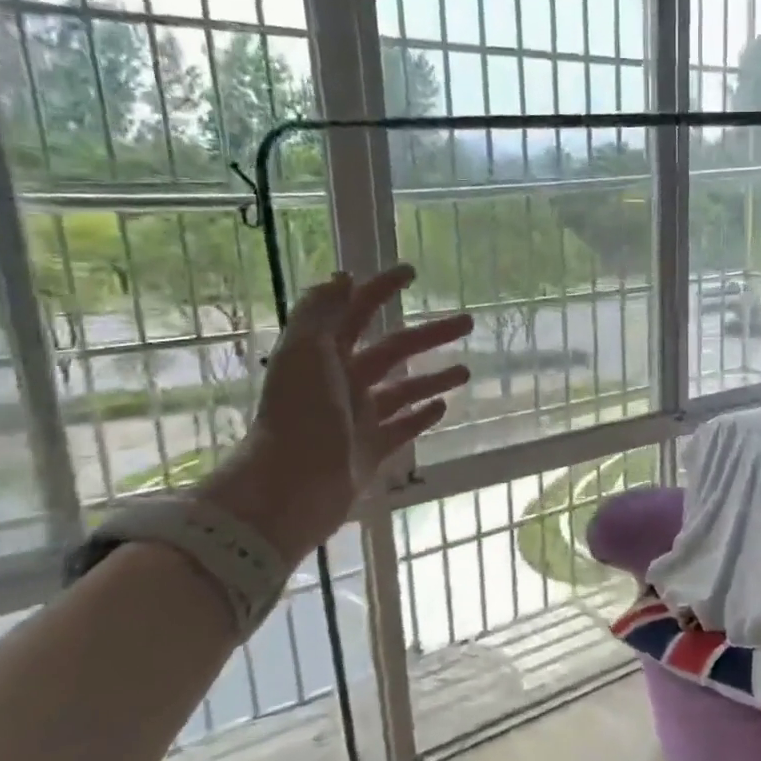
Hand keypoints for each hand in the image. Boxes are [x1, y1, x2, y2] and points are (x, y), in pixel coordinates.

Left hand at [200, 266, 471, 567]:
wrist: (291, 487)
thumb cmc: (300, 414)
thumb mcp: (305, 352)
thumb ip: (322, 312)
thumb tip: (344, 277)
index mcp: (323, 355)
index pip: (356, 312)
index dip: (380, 289)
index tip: (412, 273)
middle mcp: (341, 382)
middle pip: (394, 350)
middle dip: (430, 335)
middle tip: (468, 324)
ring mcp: (358, 418)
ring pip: (403, 390)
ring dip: (434, 378)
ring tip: (467, 371)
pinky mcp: (370, 451)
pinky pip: (402, 428)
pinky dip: (422, 417)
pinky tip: (444, 407)